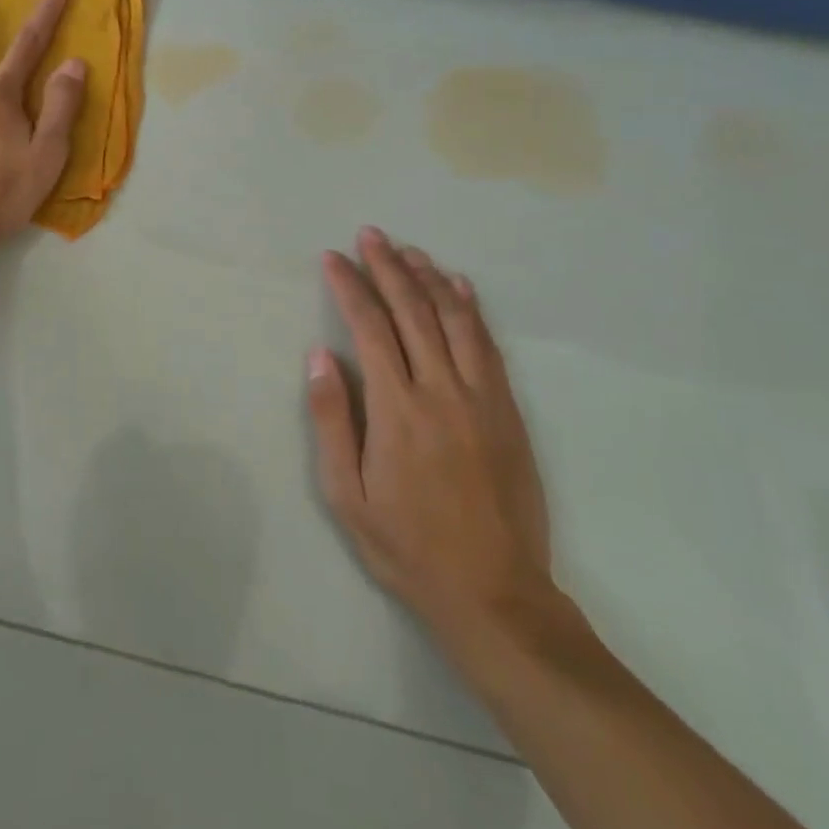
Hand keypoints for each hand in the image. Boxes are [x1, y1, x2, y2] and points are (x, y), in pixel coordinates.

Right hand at [308, 227, 556, 654]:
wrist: (496, 594)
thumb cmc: (408, 546)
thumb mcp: (347, 495)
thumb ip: (332, 420)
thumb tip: (321, 356)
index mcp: (397, 408)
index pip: (369, 327)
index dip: (349, 286)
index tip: (333, 258)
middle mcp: (441, 389)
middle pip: (412, 311)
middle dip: (387, 267)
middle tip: (370, 234)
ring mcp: (481, 397)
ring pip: (454, 319)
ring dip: (429, 278)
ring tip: (408, 250)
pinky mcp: (508, 410)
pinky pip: (488, 345)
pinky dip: (472, 309)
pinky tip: (460, 286)